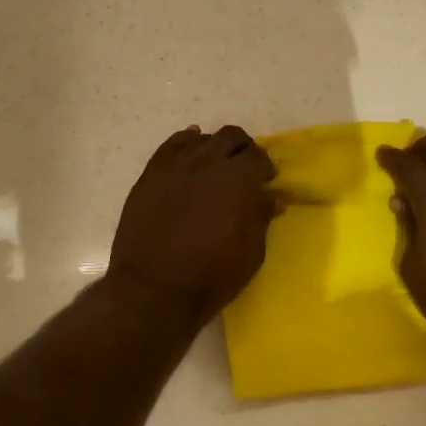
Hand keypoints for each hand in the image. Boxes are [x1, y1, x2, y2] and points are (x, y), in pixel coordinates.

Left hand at [109, 125, 276, 323]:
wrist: (155, 288)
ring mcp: (177, 164)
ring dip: (215, 148)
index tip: (266, 183)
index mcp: (239, 178)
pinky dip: (185, 143)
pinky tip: (190, 151)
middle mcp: (209, 161)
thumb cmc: (213, 274)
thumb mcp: (252, 251)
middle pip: (232, 137)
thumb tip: (273, 197)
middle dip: (243, 150)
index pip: (259, 157)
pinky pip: (171, 145)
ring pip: (202, 138)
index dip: (265, 169)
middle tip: (244, 171)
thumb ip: (262, 216)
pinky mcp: (152, 173)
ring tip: (215, 167)